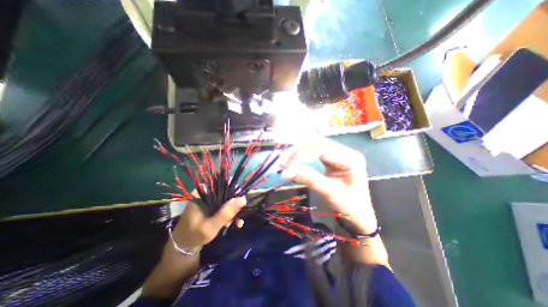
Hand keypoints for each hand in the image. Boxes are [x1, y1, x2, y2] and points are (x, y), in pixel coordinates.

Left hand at [171, 195, 245, 252]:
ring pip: (226, 200)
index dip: (234, 193)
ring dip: (232, 211)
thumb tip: (243, 199)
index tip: (241, 204)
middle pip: (226, 193)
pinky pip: (223, 206)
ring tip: (235, 223)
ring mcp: (208, 200)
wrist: (183, 246)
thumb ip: (226, 213)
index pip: (222, 186)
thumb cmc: (194, 235)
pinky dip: (228, 213)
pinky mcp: (211, 206)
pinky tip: (232, 223)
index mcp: (202, 194)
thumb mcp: (211, 226)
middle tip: (238, 217)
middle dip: (234, 206)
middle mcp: (206, 194)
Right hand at [282, 138, 377, 233]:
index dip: (303, 153)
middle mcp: (345, 151)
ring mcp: (338, 154)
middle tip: (282, 162)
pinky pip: (314, 151)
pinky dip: (302, 154)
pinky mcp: (331, 158)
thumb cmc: (349, 206)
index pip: (323, 147)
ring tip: (285, 161)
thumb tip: (285, 172)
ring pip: (314, 145)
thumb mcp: (329, 193)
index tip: (287, 165)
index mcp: (350, 158)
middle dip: (298, 150)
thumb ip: (308, 179)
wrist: (359, 215)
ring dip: (298, 151)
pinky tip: (293, 159)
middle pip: (318, 142)